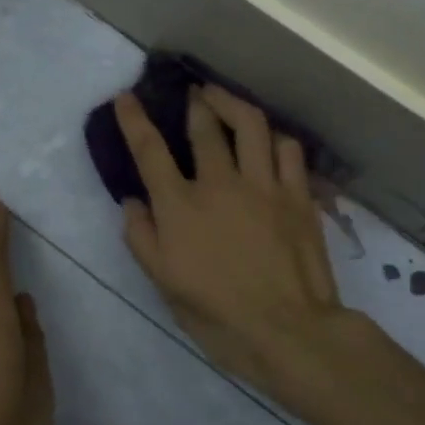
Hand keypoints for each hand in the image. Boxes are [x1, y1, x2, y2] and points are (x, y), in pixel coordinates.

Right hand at [115, 87, 351, 408]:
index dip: (134, 119)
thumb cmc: (217, 314)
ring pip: (251, 124)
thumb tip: (132, 202)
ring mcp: (264, 185)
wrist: (288, 331)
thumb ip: (142, 237)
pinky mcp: (298, 195)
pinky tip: (269, 140)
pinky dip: (275, 138)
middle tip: (192, 93)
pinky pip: (289, 149)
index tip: (126, 96)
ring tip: (226, 101)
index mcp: (181, 206)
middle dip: (195, 102)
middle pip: (204, 126)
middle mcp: (221, 184)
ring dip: (233, 104)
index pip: (150, 150)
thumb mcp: (164, 283)